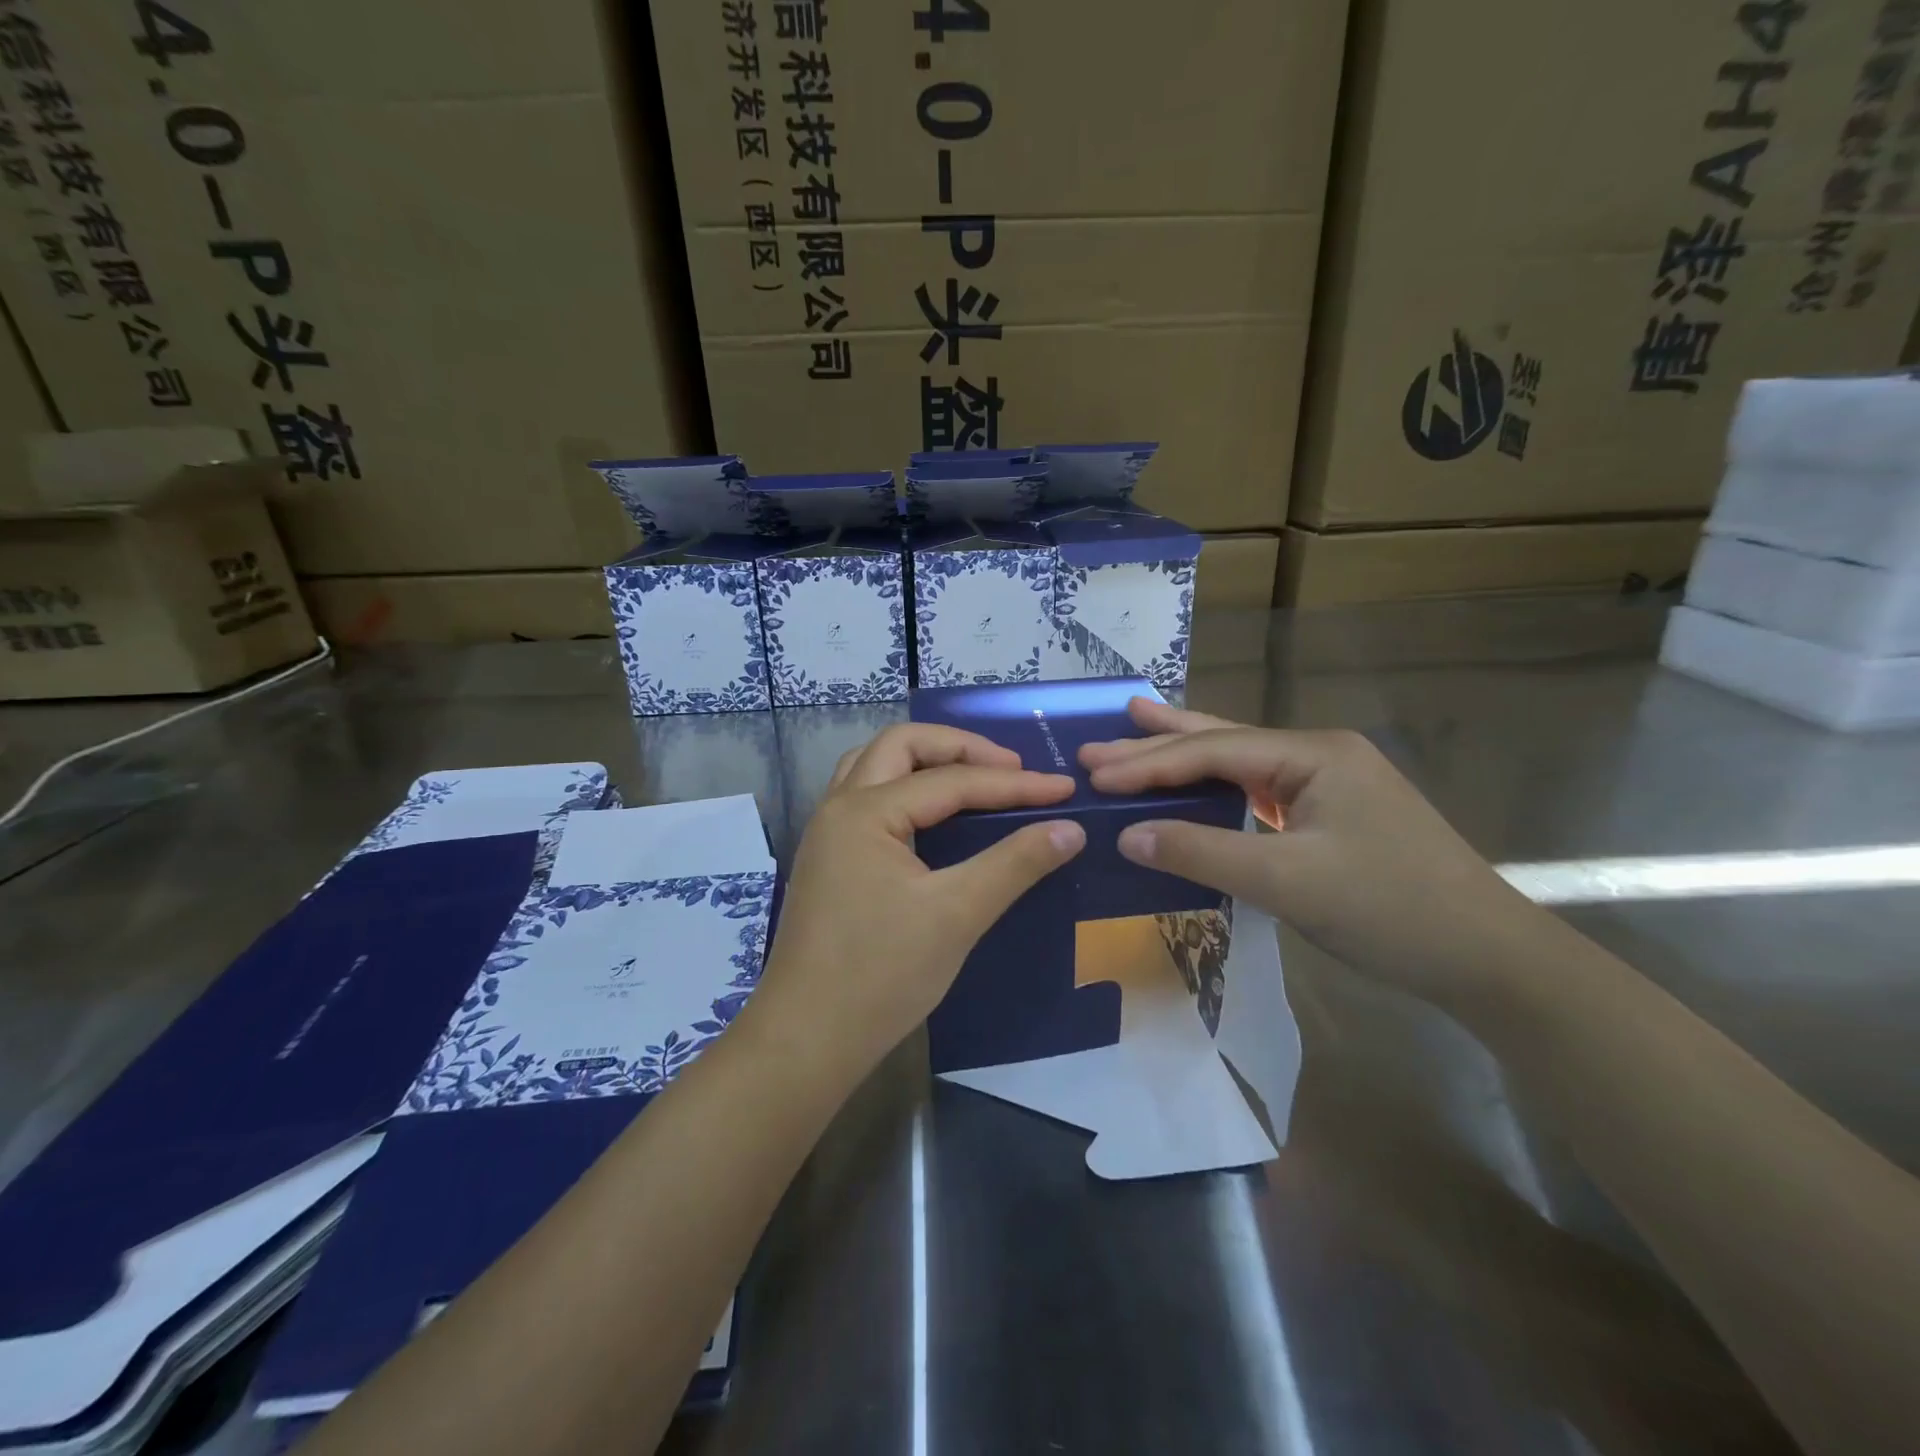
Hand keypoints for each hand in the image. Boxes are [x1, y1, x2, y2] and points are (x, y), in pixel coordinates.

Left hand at [745, 723, 1086, 1074]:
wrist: (806, 1040)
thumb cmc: (880, 975)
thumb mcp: (957, 915)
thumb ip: (1015, 864)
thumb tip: (1070, 828)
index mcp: (865, 811)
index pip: (952, 780)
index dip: (1014, 784)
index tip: (1064, 790)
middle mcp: (839, 807)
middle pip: (902, 746)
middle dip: (961, 748)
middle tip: (1012, 770)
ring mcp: (828, 833)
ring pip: (876, 767)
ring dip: (926, 762)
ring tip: (974, 780)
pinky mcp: (829, 859)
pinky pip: (868, 798)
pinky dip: (906, 789)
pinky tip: (934, 816)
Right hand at [1079, 698, 1543, 1003]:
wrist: (1489, 960)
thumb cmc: (1390, 910)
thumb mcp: (1288, 882)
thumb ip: (1203, 852)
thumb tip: (1127, 834)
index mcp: (1314, 754)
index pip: (1213, 751)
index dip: (1149, 763)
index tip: (1094, 773)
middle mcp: (1320, 755)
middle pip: (1224, 742)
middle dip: (1159, 743)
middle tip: (1098, 741)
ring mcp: (1330, 783)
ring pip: (1241, 762)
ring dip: (1186, 754)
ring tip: (1137, 726)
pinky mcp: (1332, 815)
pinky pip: (1258, 792)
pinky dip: (1215, 788)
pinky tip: (1195, 786)